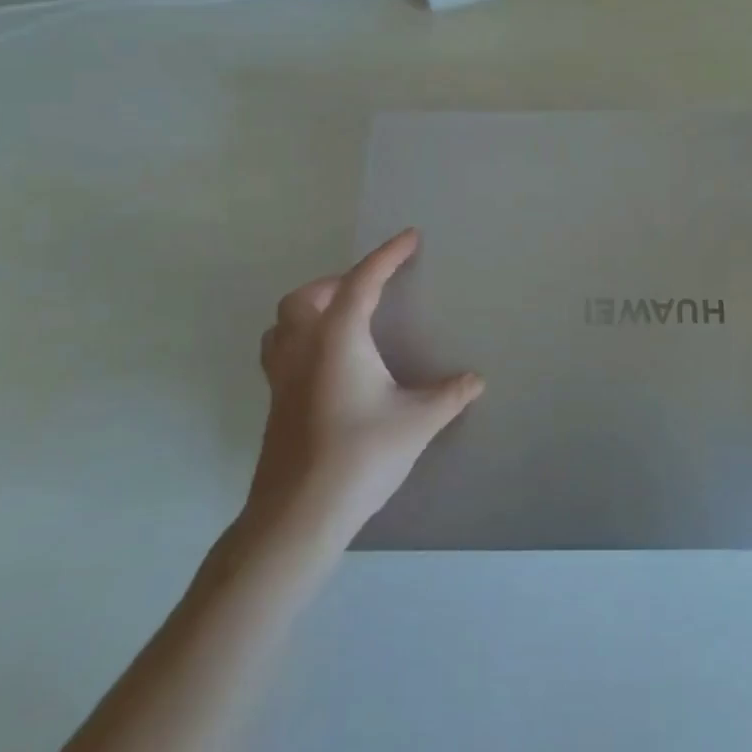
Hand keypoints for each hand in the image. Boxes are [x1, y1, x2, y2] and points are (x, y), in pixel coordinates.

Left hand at [246, 228, 482, 544]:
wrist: (299, 514)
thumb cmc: (361, 454)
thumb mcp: (418, 421)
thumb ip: (449, 395)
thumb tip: (475, 380)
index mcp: (338, 339)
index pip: (363, 281)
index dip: (388, 255)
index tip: (410, 237)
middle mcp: (303, 349)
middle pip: (306, 297)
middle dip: (337, 282)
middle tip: (370, 289)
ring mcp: (281, 378)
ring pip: (282, 324)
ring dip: (309, 309)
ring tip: (341, 319)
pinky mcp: (275, 405)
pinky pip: (280, 352)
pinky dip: (301, 340)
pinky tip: (328, 365)